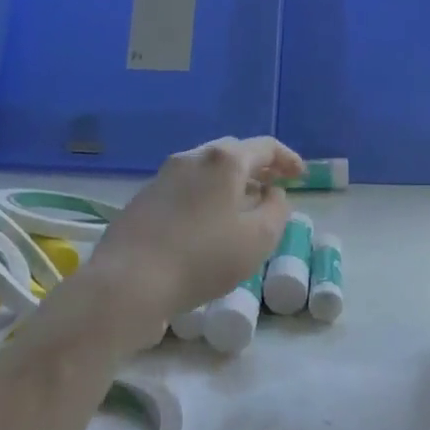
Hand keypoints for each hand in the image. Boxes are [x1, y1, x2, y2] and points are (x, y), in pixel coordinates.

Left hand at [46, 137, 303, 344]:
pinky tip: (209, 223)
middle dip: (257, 167)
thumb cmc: (203, 258)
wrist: (128, 283)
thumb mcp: (259, 238)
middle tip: (274, 185)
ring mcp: (162, 177)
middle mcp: (191, 158)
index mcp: (224, 161)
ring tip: (244, 206)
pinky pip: (186, 188)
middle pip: (232, 153)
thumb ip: (277, 209)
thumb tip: (272, 193)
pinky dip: (207, 196)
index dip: (287, 159)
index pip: (265, 147)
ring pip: (206, 170)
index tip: (301, 176)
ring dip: (230, 183)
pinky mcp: (143, 200)